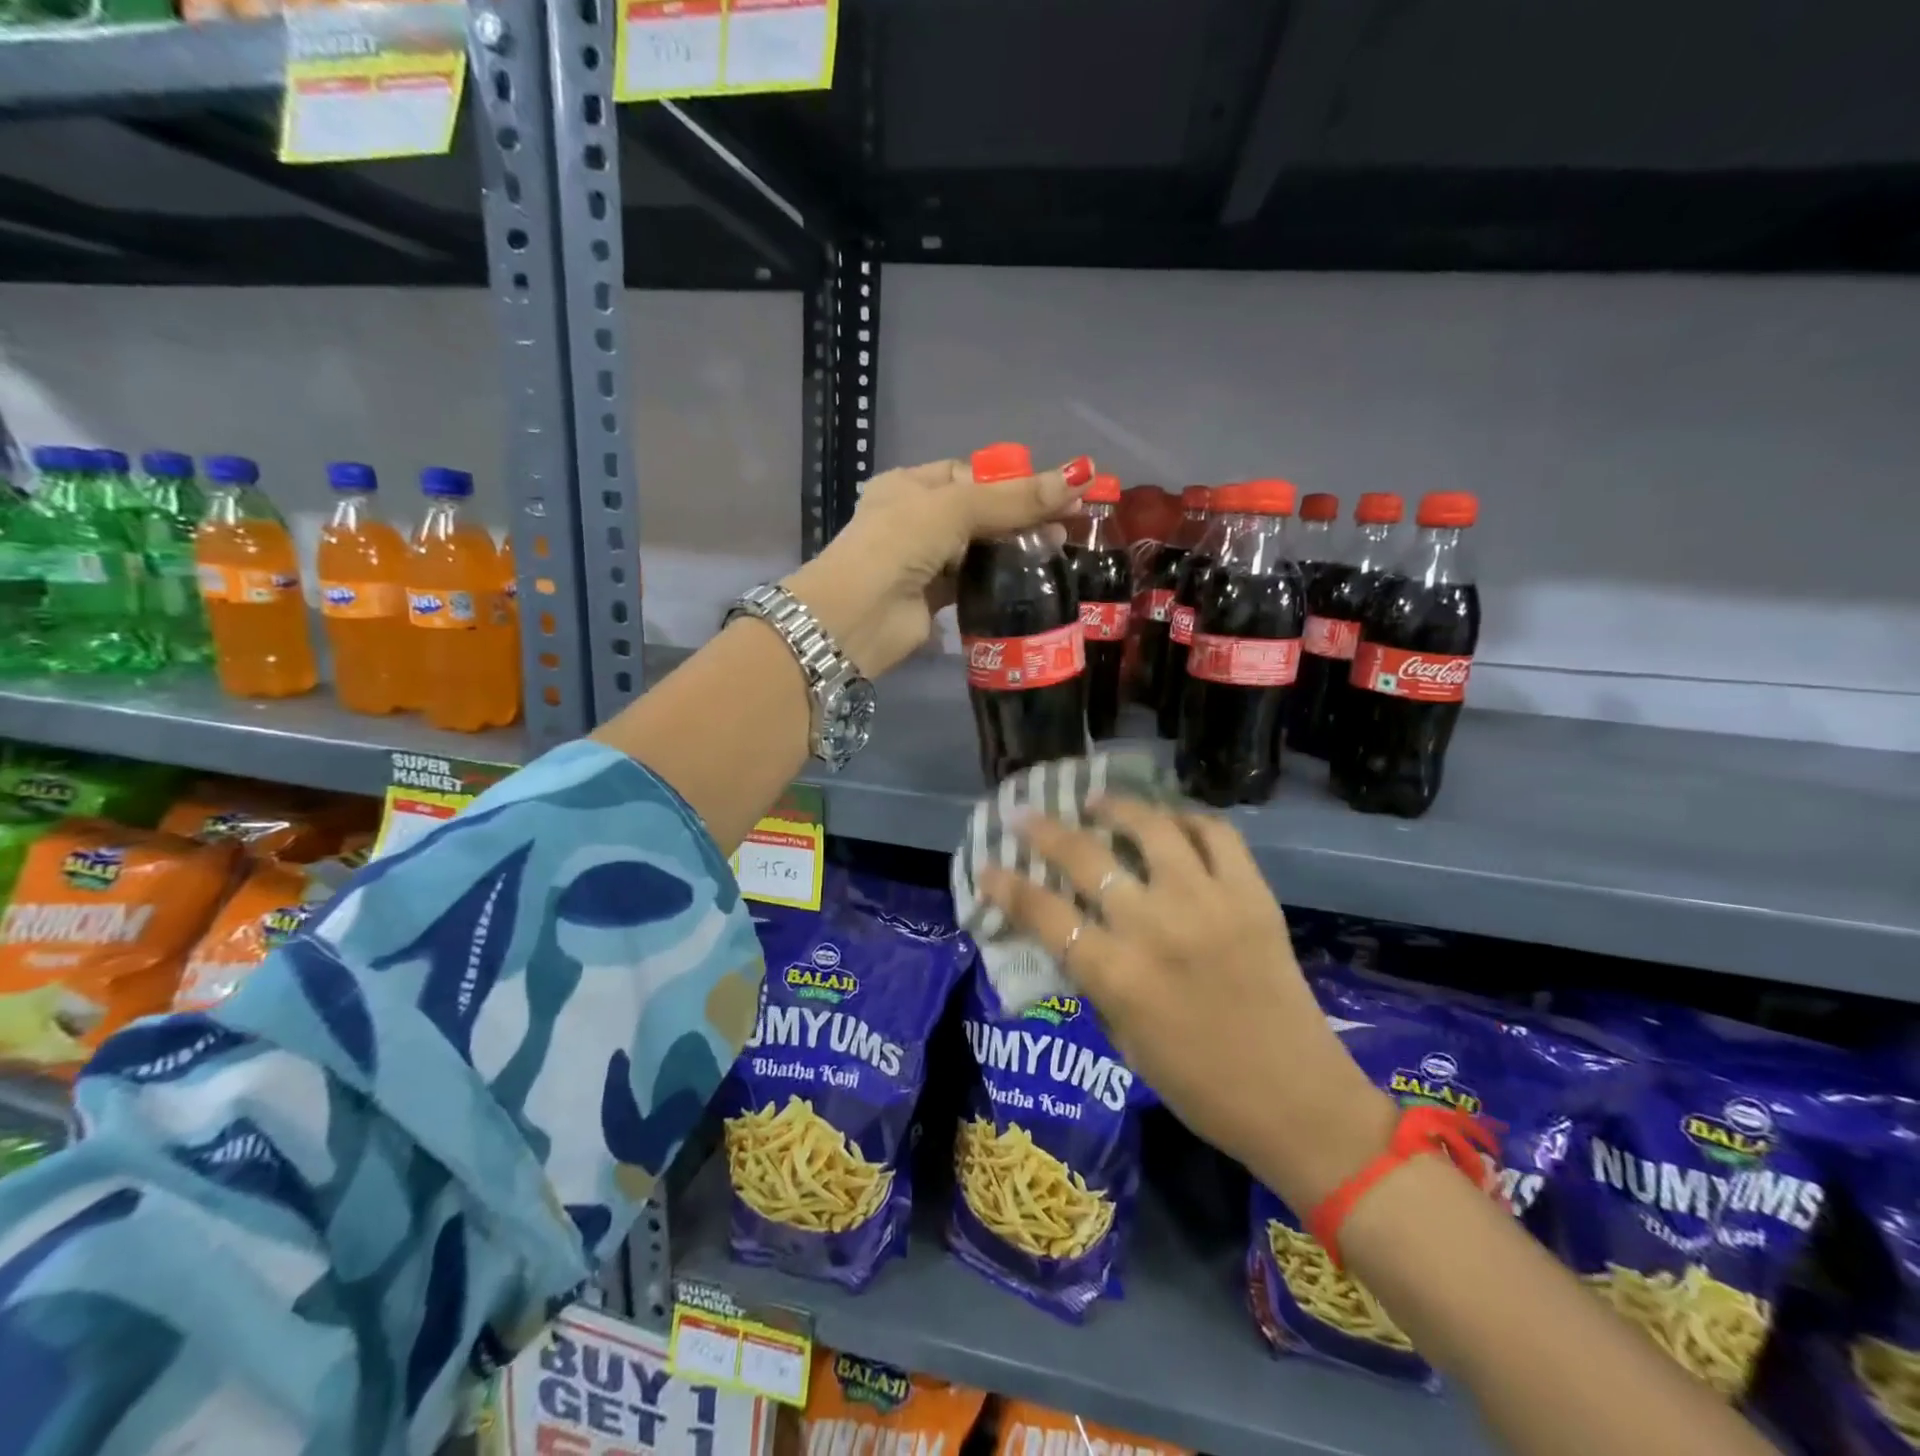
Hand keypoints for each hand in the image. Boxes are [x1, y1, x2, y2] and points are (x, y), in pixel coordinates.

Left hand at [780, 454, 1092, 677]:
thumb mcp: (955, 509)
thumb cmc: (897, 545)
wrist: (858, 618)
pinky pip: (975, 581)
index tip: (1055, 491)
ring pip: (979, 548)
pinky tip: (1034, 575)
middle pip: (980, 512)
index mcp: (911, 485)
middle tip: (1068, 520)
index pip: (970, 475)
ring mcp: (925, 561)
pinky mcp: (935, 598)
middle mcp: (916, 520)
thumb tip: (1082, 473)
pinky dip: (1001, 578)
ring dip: (1015, 548)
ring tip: (1059, 546)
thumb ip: (1014, 498)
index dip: (1011, 482)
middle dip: (1021, 516)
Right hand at [978, 799, 1394, 1209]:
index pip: (1045, 914)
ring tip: (1097, 802)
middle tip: (1024, 814)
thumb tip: (1070, 931)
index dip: (1007, 886)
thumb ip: (1095, 979)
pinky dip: (1188, 820)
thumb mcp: (1124, 1040)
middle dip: (1044, 830)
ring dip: (1116, 807)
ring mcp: (1209, 904)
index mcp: (1118, 976)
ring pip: (1152, 828)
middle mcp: (1157, 928)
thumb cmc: (1199, 1086)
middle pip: (1087, 858)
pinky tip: (1170, 822)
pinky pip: (1217, 835)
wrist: (1298, 1101)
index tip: (988, 866)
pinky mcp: (1252, 896)